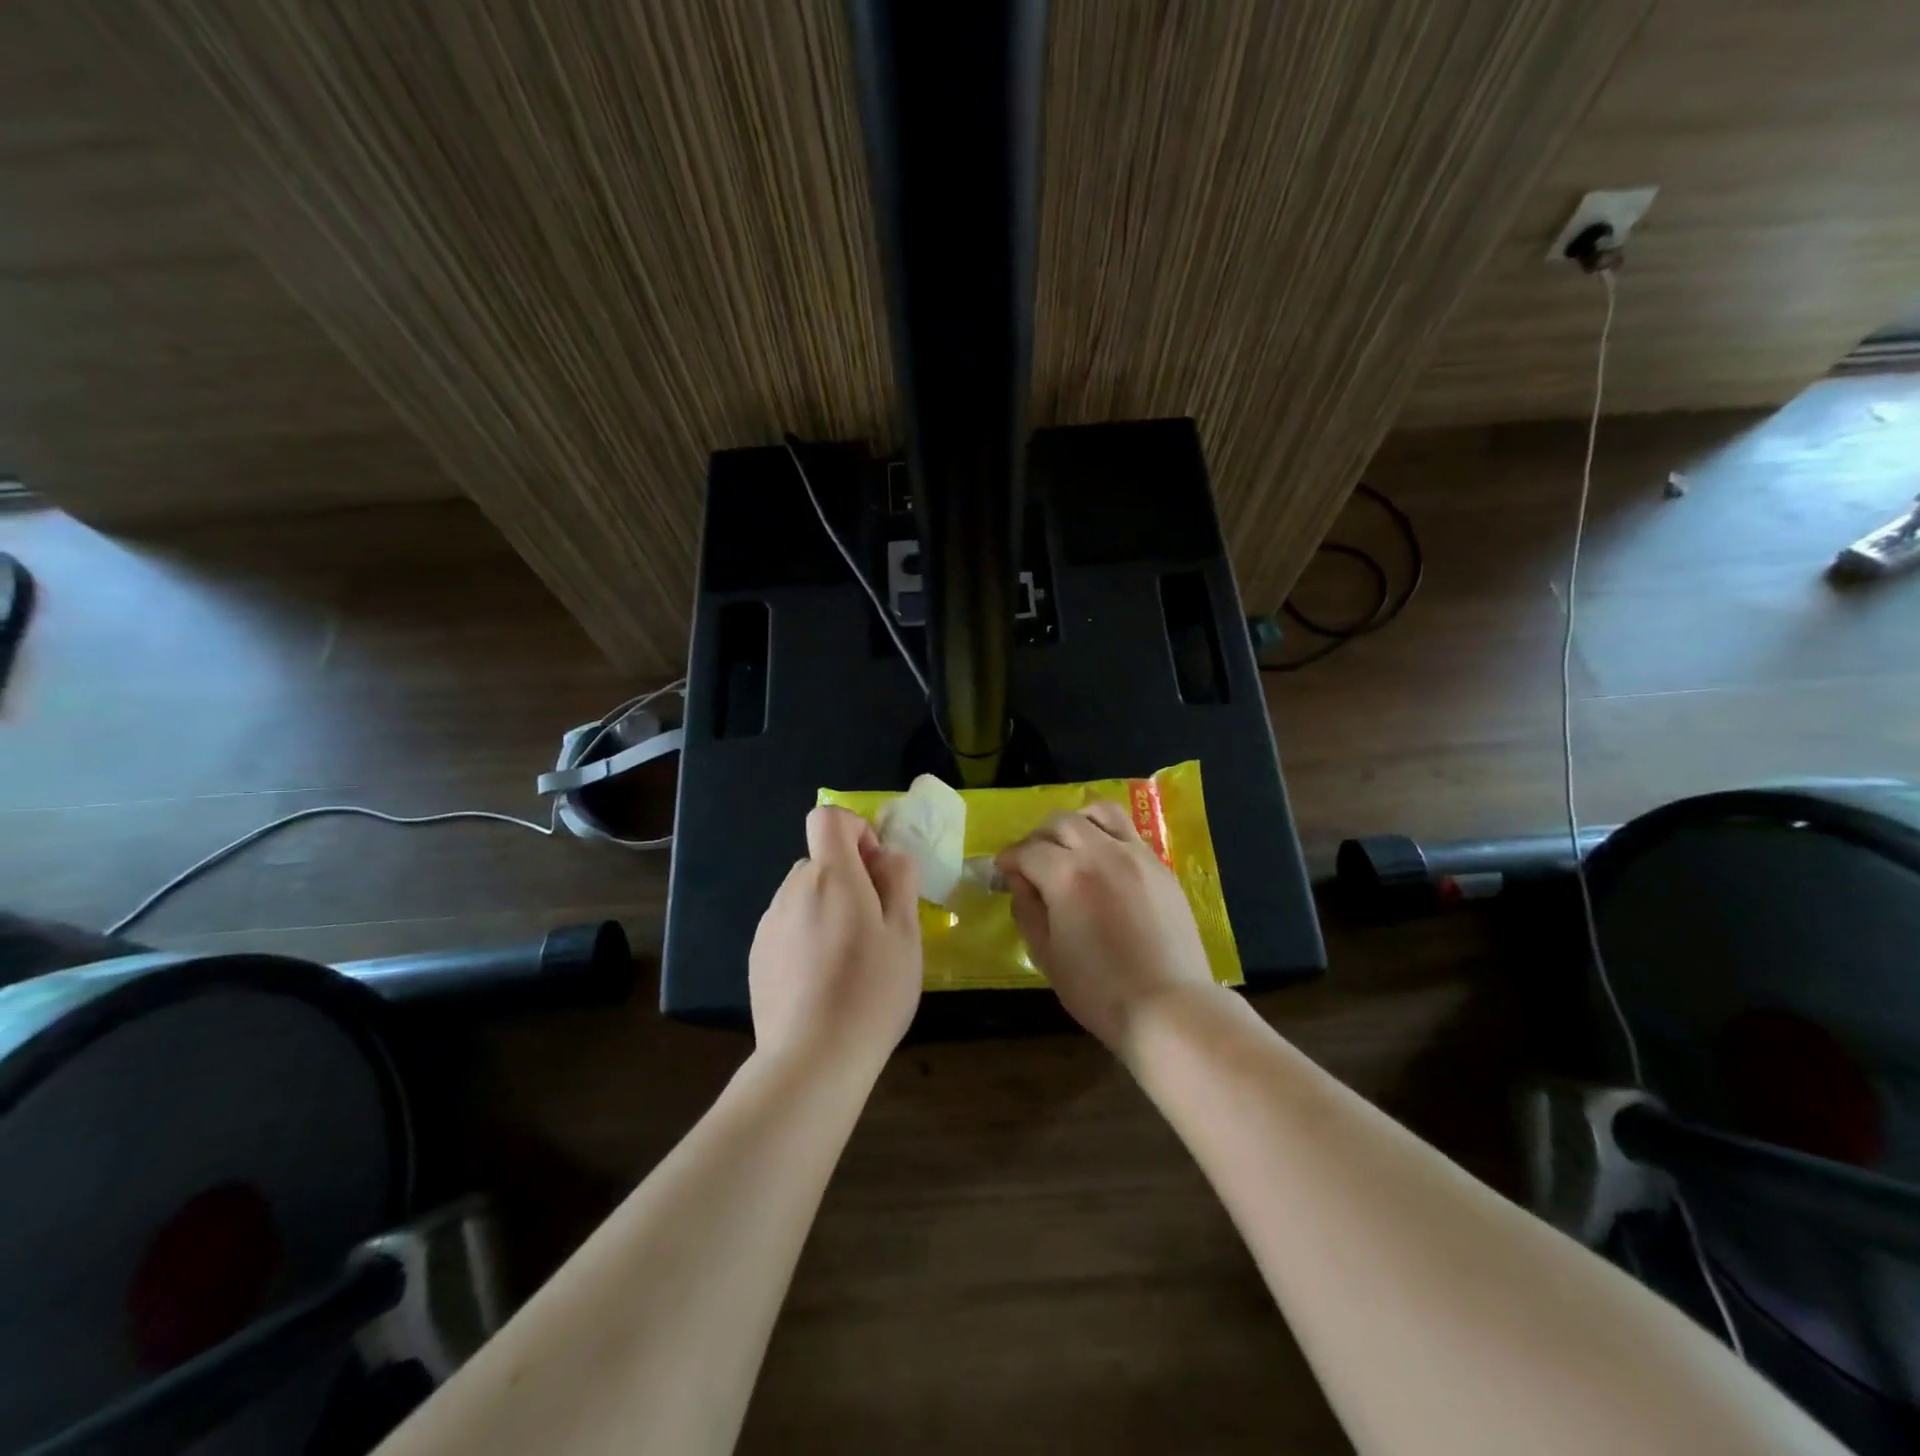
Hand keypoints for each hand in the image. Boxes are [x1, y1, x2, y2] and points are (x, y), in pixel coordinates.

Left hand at [749, 806, 921, 1068]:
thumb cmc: (871, 991)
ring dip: (828, 907)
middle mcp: (793, 889)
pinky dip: (808, 935)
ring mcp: (770, 923)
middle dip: (850, 878)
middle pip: (821, 861)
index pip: (827, 818)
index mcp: (831, 876)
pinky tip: (822, 980)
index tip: (876, 869)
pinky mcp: (758, 955)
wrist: (812, 1060)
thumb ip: (899, 880)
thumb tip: (887, 855)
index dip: (855, 830)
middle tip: (876, 925)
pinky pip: (789, 925)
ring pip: (805, 894)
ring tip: (850, 959)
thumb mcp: (906, 933)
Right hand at [996, 801, 1216, 1055]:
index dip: (1009, 859)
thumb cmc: (1098, 989)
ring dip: (1076, 822)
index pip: (1028, 851)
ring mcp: (1137, 855)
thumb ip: (1027, 910)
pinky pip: (1128, 833)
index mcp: (1067, 875)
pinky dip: (1106, 836)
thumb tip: (1020, 882)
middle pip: (1061, 822)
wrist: (1168, 1007)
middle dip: (1038, 836)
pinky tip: (1103, 864)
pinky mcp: (1160, 867)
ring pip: (1100, 813)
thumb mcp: (1046, 955)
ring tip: (1069, 846)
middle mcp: (1102, 852)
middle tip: (1031, 861)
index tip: (1002, 871)